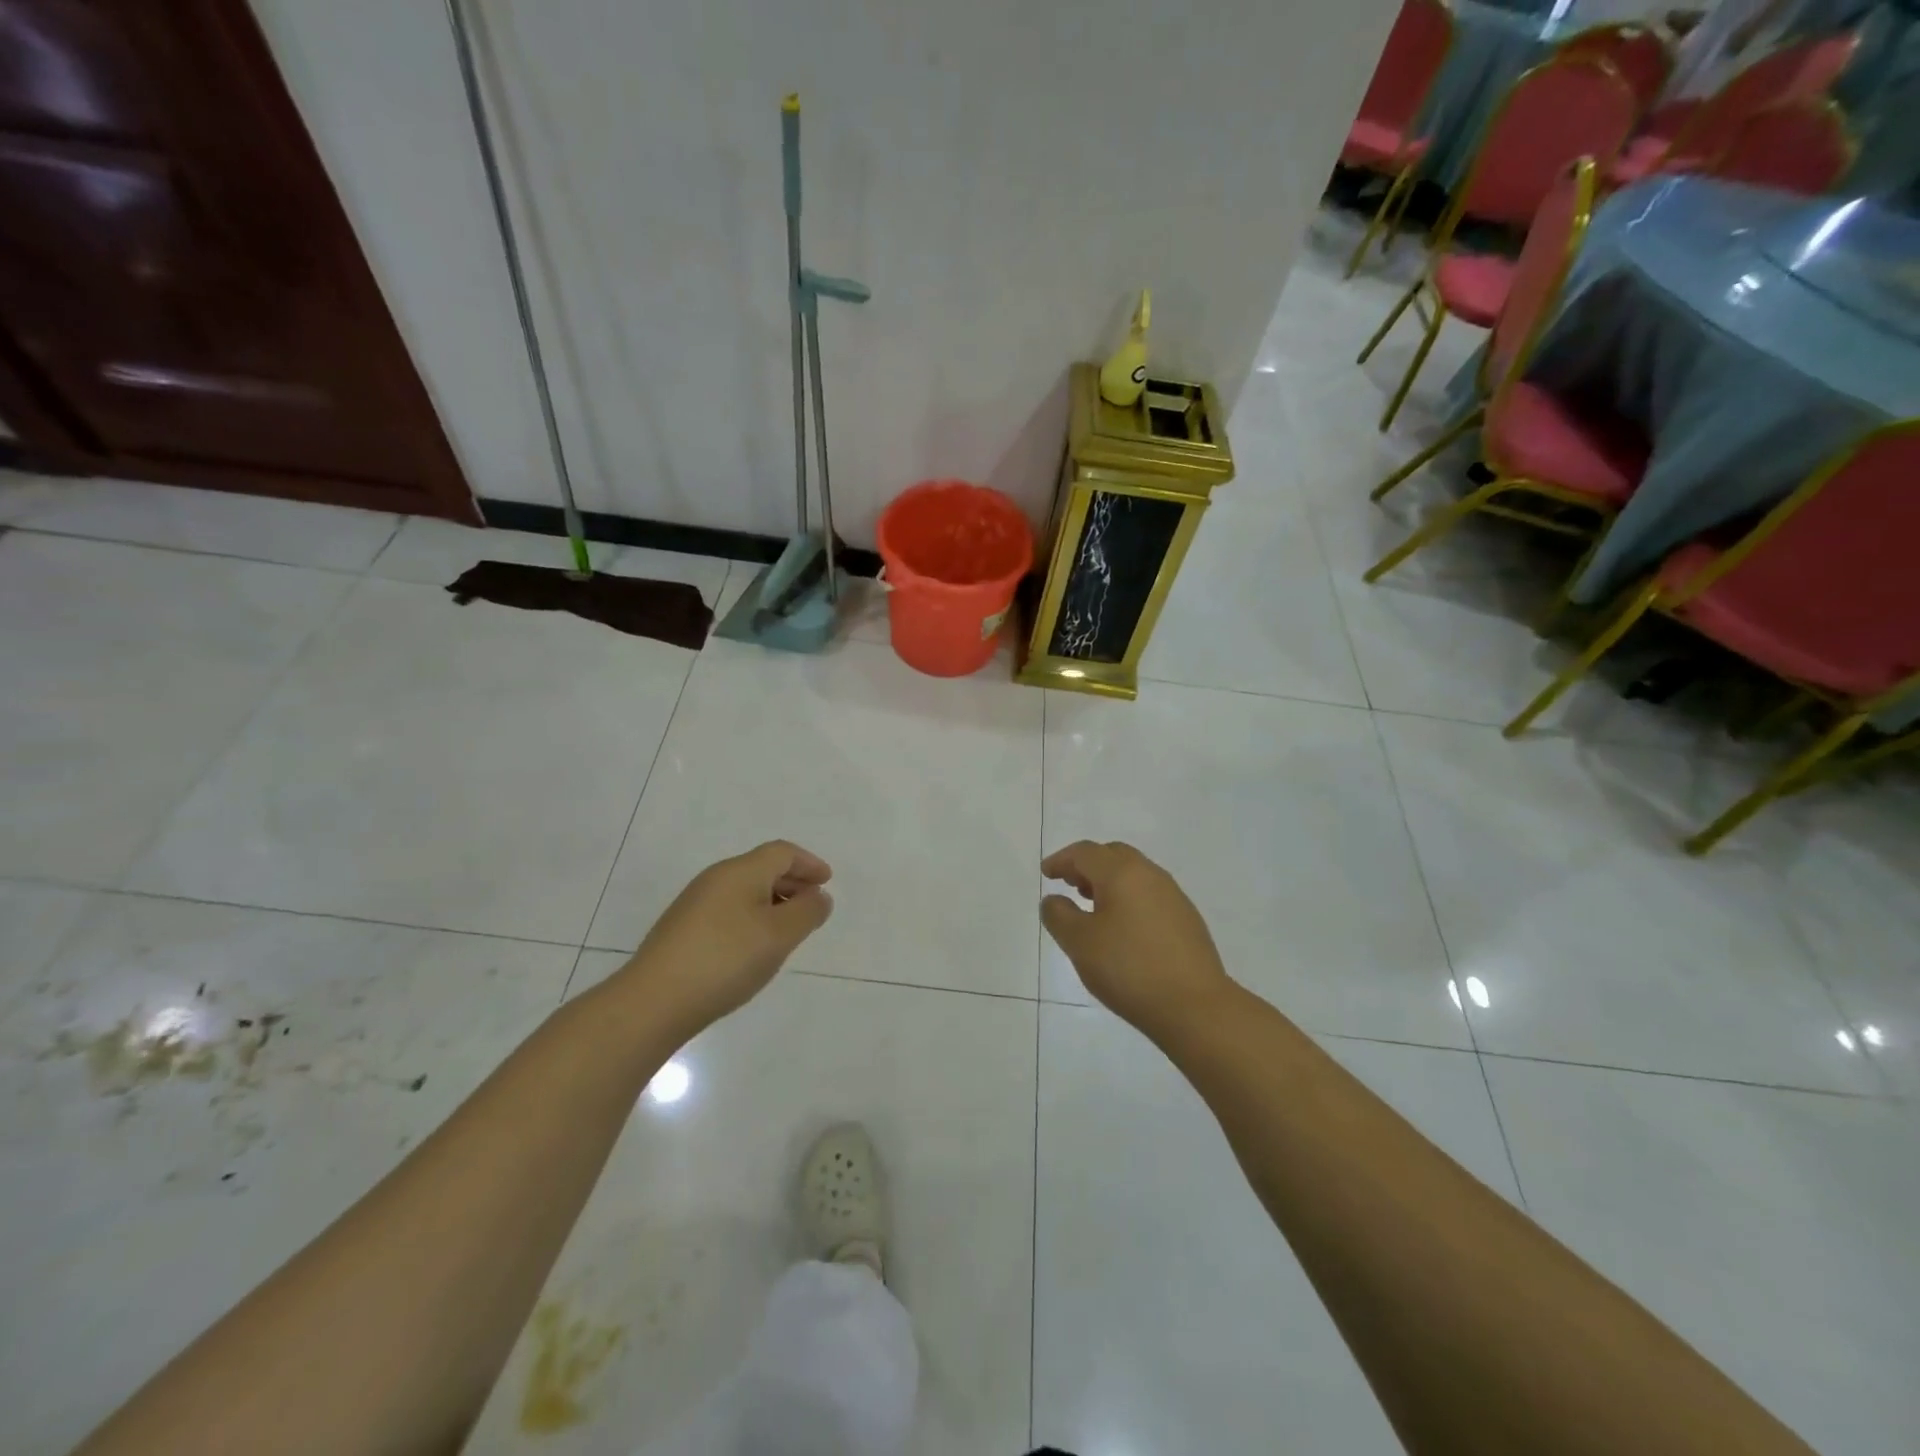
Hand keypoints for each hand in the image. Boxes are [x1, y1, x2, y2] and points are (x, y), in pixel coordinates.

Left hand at [625, 841, 832, 1032]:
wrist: (654, 1001)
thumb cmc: (726, 960)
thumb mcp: (779, 936)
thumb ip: (807, 912)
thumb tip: (819, 896)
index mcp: (740, 871)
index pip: (782, 852)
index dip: (809, 863)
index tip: (827, 882)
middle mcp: (715, 879)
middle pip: (762, 868)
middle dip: (793, 882)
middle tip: (813, 905)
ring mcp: (695, 904)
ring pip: (744, 891)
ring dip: (773, 902)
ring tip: (789, 931)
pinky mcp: (682, 929)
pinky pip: (728, 910)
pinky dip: (752, 918)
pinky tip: (754, 948)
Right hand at [1041, 841, 1233, 1036]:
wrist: (1195, 1006)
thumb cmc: (1128, 968)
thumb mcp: (1079, 943)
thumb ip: (1059, 915)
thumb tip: (1054, 900)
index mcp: (1121, 873)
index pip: (1085, 853)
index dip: (1062, 860)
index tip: (1047, 874)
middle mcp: (1150, 874)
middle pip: (1113, 855)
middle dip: (1088, 865)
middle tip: (1070, 885)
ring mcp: (1173, 896)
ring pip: (1134, 874)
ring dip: (1109, 882)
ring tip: (1093, 908)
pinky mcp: (1187, 919)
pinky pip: (1149, 895)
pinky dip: (1128, 898)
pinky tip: (1123, 929)